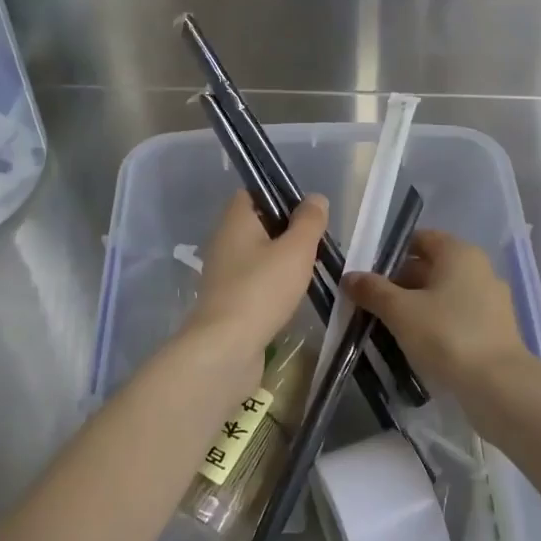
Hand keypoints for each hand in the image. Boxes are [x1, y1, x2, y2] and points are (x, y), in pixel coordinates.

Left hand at [184, 190, 327, 361]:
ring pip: (258, 255)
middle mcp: (224, 241)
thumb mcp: (296, 250)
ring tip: (311, 270)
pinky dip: (274, 285)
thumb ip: (309, 222)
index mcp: (235, 220)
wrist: (226, 348)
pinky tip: (293, 296)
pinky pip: (255, 282)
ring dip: (283, 261)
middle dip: (288, 232)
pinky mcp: (228, 301)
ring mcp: (223, 273)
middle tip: (317, 244)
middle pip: (259, 224)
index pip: (254, 192)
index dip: (281, 196)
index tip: (308, 212)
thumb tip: (315, 199)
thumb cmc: (262, 289)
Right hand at [343, 228, 530, 393]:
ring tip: (390, 329)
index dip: (391, 254)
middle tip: (373, 306)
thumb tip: (350, 277)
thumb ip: (373, 291)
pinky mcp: (495, 330)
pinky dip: (437, 325)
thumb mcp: (400, 311)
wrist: (498, 386)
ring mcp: (491, 300)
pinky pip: (458, 317)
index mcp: (459, 253)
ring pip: (444, 295)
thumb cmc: (446, 336)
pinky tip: (419, 346)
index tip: (369, 277)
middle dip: (400, 284)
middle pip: (432, 267)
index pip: (421, 239)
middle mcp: (480, 269)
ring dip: (417, 307)